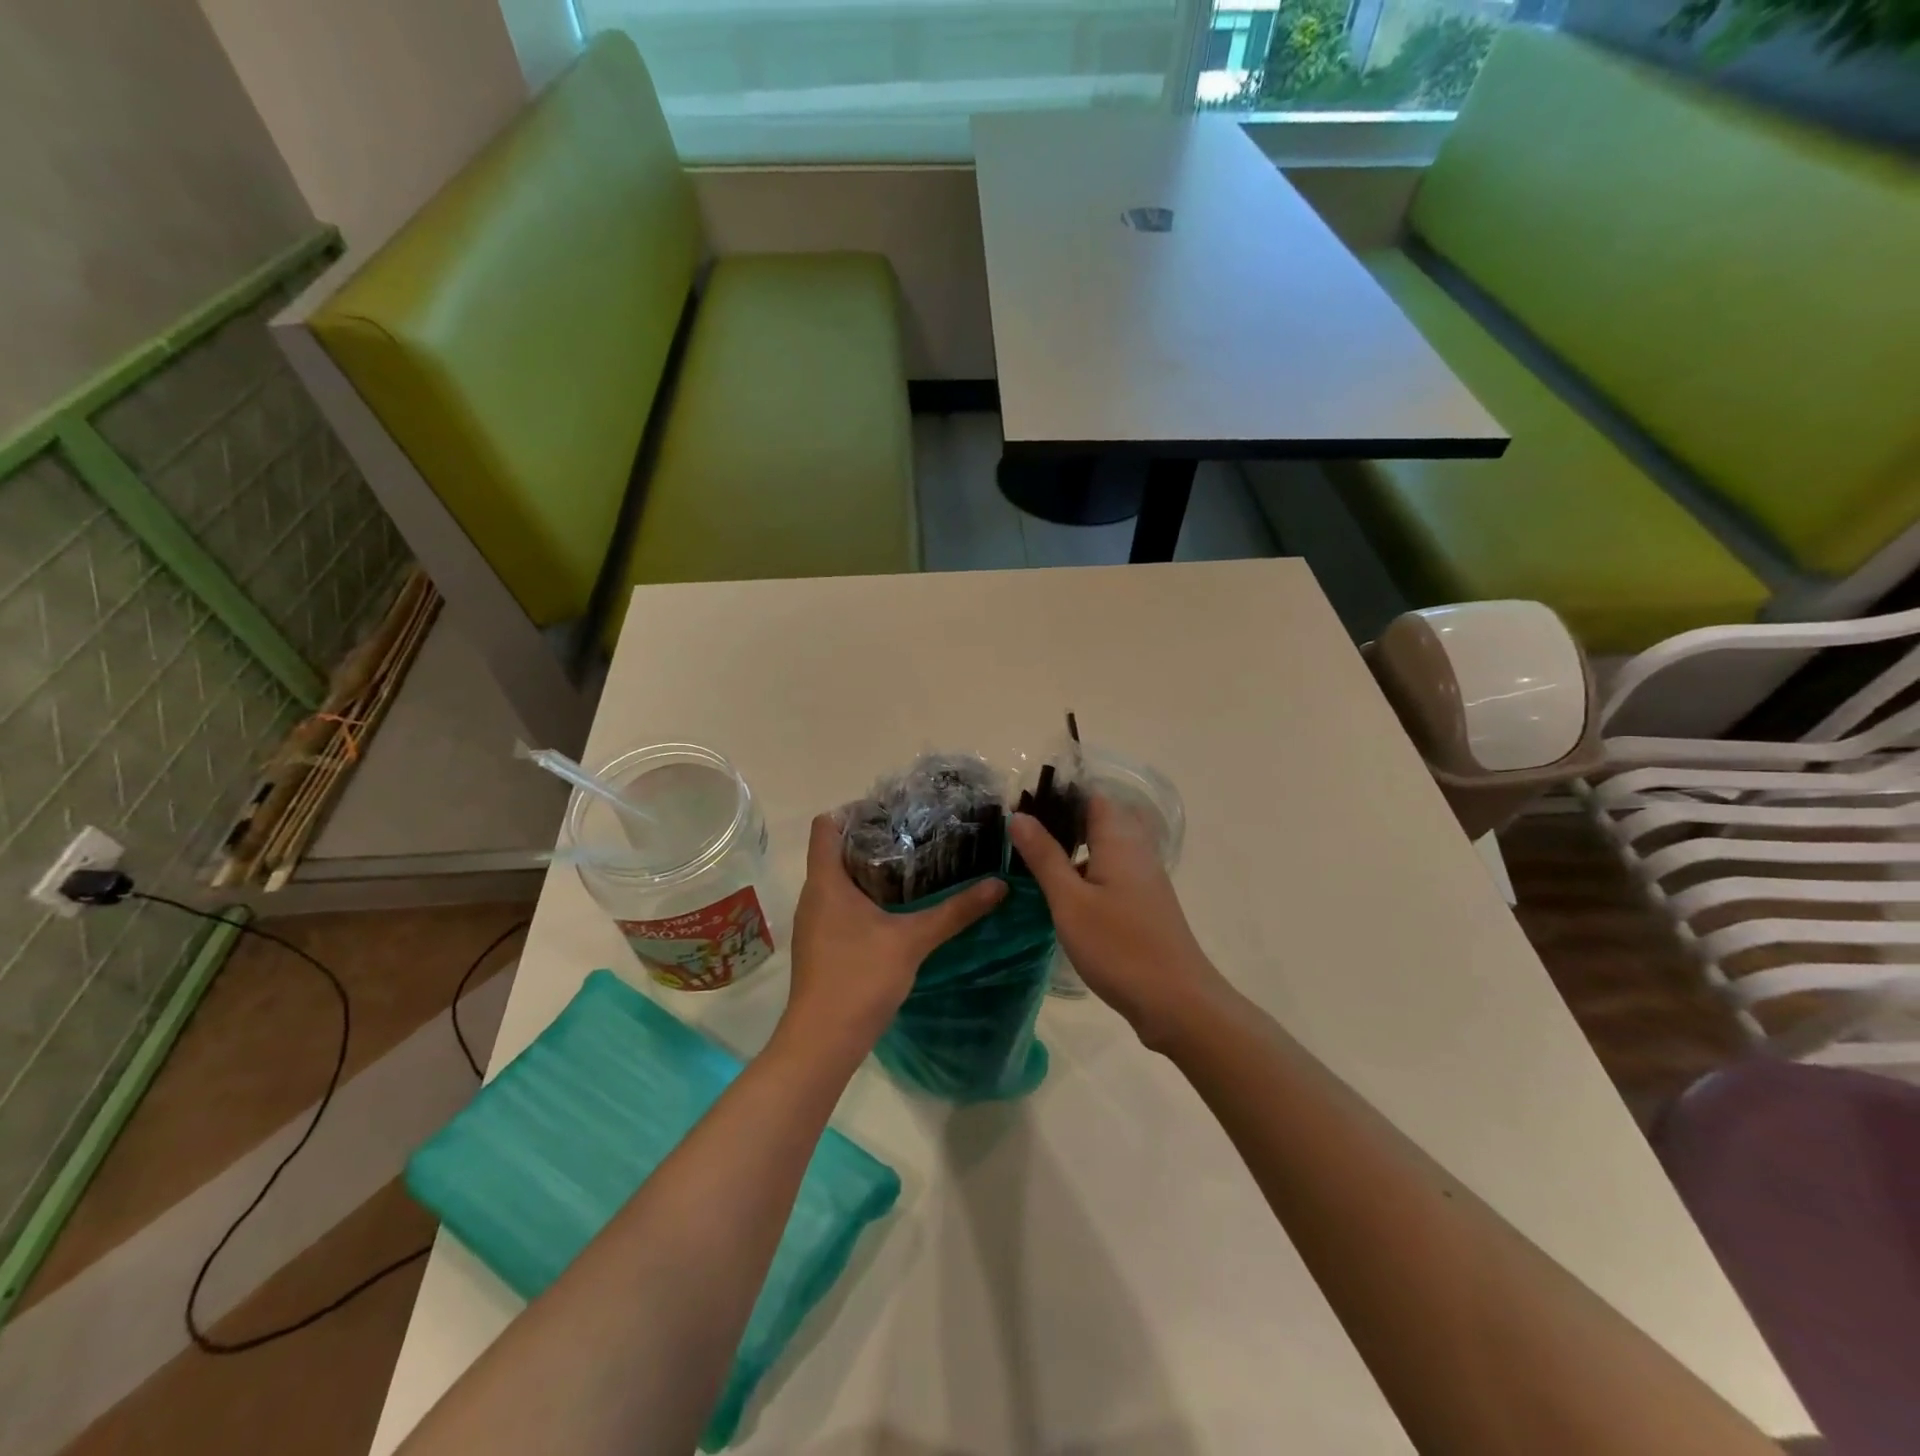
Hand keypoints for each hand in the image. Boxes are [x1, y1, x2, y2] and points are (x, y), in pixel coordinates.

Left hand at [780, 814, 1005, 1058]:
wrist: (823, 1041)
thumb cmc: (860, 978)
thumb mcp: (913, 940)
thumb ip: (955, 911)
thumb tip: (999, 885)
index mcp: (826, 882)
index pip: (826, 826)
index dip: (853, 811)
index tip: (891, 810)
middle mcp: (815, 895)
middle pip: (835, 851)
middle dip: (872, 839)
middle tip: (915, 834)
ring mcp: (815, 922)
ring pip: (839, 880)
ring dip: (870, 870)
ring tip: (913, 865)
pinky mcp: (822, 945)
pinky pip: (841, 905)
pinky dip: (865, 898)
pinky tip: (898, 908)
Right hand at [1010, 796, 1226, 1048]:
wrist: (1177, 1002)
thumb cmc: (1119, 947)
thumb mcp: (1070, 901)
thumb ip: (1045, 857)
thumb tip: (1020, 815)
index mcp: (1119, 840)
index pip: (1091, 797)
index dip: (1058, 795)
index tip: (1022, 803)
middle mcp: (1136, 851)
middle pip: (1098, 820)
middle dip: (1061, 822)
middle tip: (1019, 834)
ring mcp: (1143, 879)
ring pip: (1103, 849)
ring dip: (1071, 850)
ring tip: (1030, 859)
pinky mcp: (1143, 904)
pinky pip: (1110, 873)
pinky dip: (1085, 873)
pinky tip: (1060, 893)